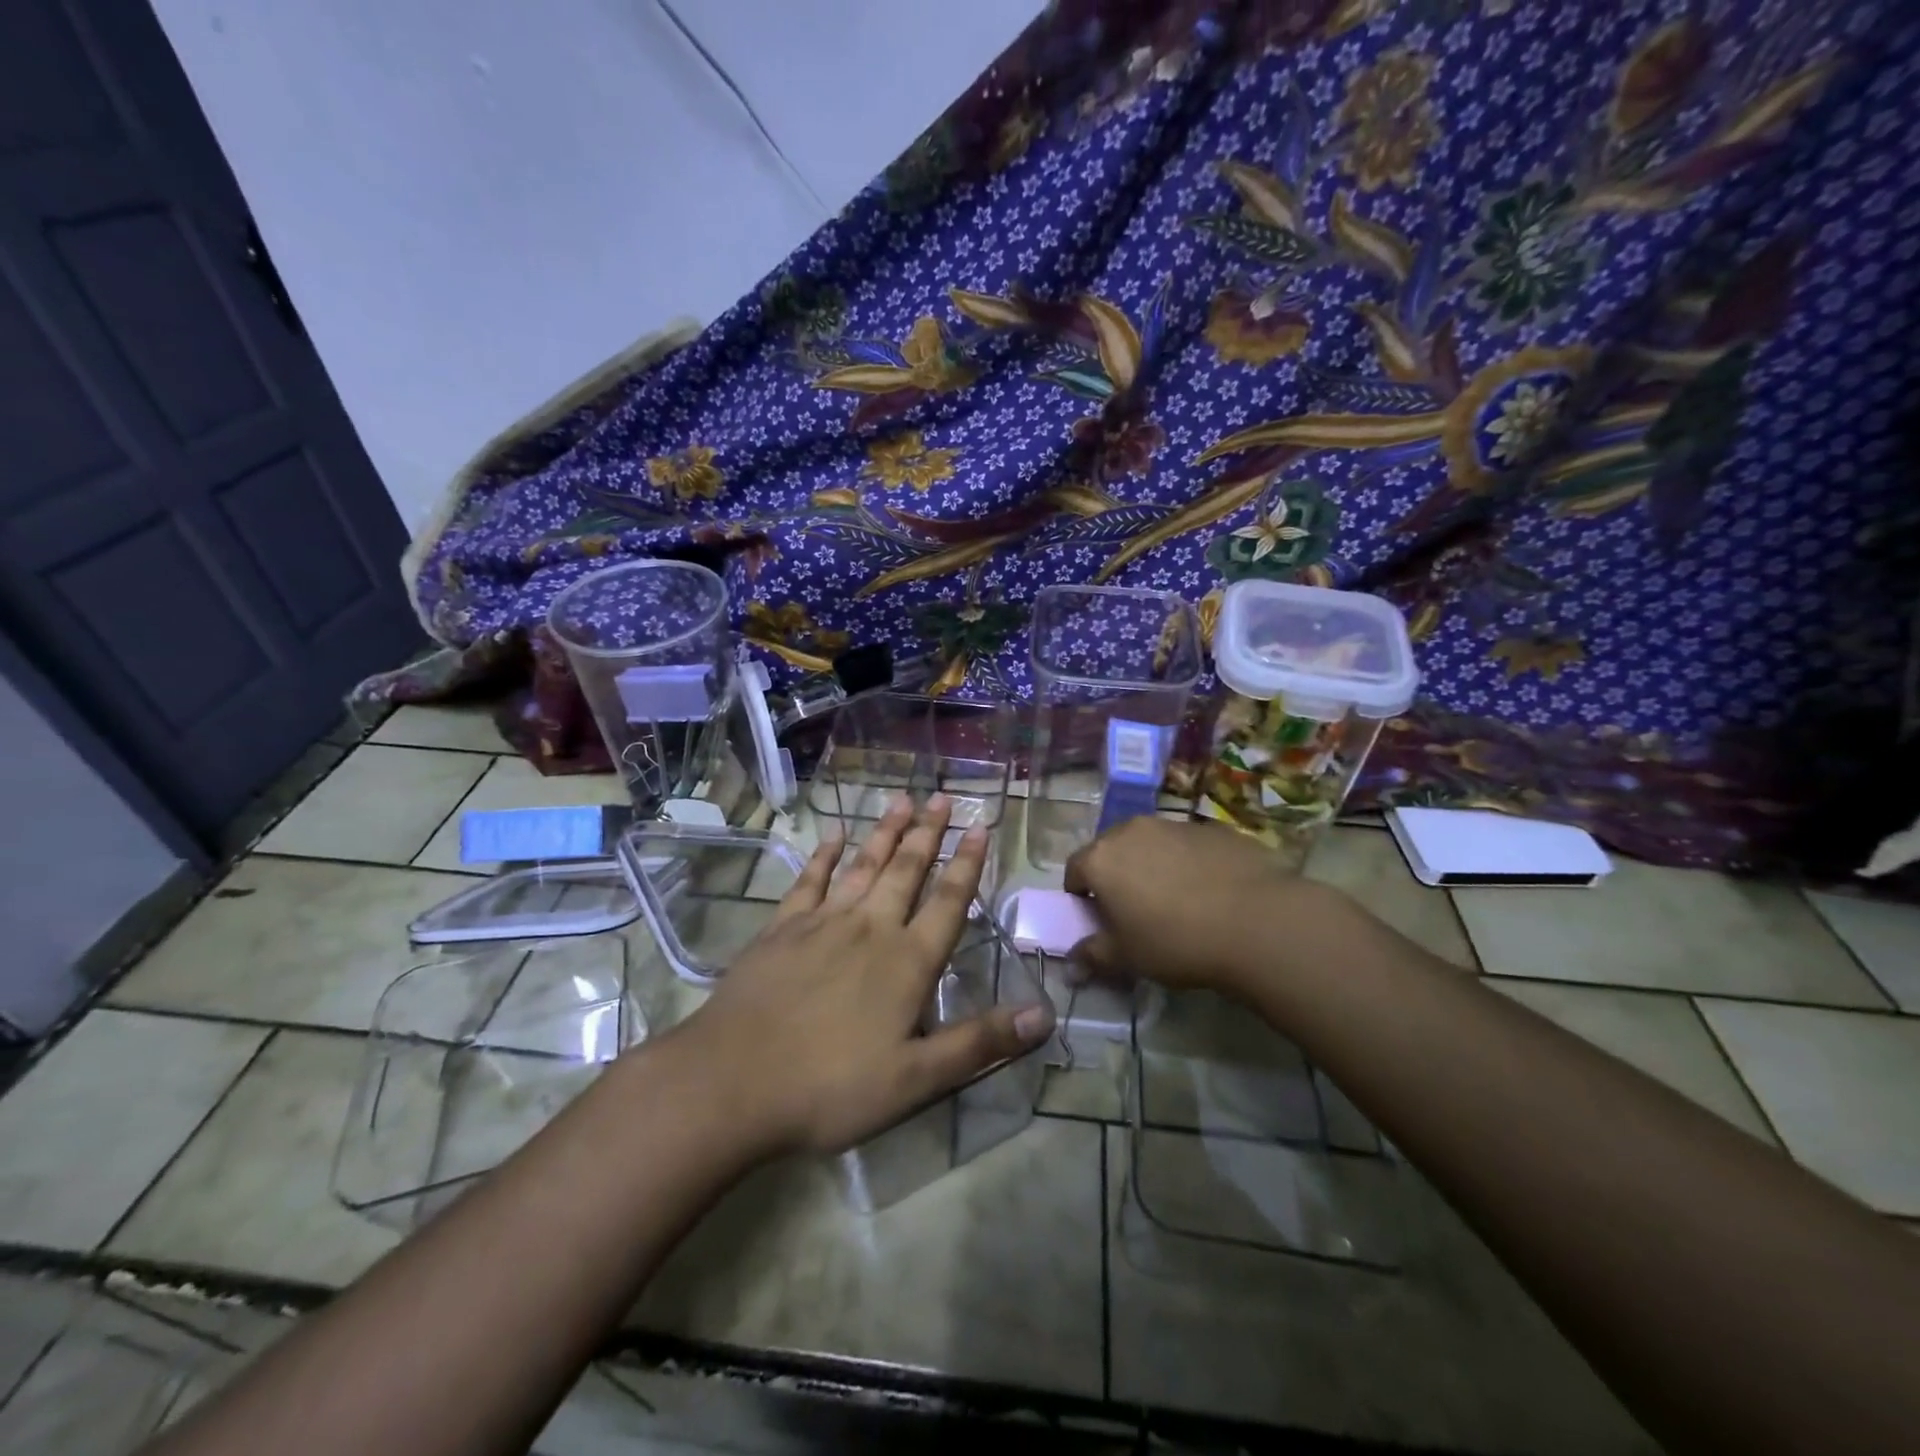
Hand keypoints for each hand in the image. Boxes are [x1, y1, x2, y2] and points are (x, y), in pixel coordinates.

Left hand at [671, 794, 1055, 1158]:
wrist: (732, 1082)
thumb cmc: (831, 1087)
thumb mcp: (916, 1079)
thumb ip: (979, 1043)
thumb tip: (1045, 1014)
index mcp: (907, 961)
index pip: (948, 901)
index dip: (968, 863)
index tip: (980, 826)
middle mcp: (870, 928)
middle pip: (906, 870)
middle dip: (928, 832)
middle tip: (943, 796)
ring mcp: (822, 922)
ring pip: (863, 866)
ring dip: (885, 832)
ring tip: (903, 800)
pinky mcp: (782, 928)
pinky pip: (810, 880)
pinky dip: (825, 855)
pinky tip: (834, 835)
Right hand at [1064, 815, 1333, 997]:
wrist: (1256, 921)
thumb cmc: (1175, 941)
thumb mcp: (1127, 958)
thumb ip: (1093, 956)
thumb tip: (1072, 964)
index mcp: (1101, 858)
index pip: (1074, 871)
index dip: (1081, 896)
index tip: (1098, 919)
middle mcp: (1131, 830)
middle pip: (1111, 851)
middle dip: (1116, 876)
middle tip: (1135, 911)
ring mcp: (1174, 824)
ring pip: (1151, 844)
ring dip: (1152, 866)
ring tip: (1177, 901)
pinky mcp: (1212, 828)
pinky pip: (1187, 846)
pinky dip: (1188, 863)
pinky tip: (1211, 892)